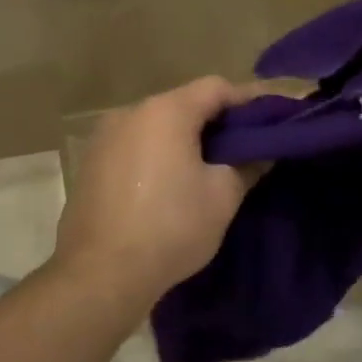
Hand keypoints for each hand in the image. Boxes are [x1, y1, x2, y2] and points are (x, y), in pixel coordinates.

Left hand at [53, 77, 260, 308]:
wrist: (101, 274)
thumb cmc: (171, 227)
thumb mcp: (222, 196)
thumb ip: (247, 164)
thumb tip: (261, 152)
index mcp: (166, 111)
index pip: (216, 88)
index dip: (248, 100)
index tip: (271, 118)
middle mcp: (130, 112)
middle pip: (184, 103)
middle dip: (216, 120)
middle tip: (245, 145)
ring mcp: (104, 138)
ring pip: (157, 125)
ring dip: (185, 139)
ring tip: (210, 166)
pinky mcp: (90, 164)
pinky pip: (135, 146)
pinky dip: (158, 154)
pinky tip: (171, 183)